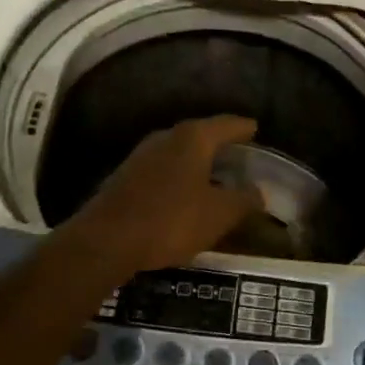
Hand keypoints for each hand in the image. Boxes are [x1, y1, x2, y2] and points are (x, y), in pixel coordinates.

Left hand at [59, 116, 264, 277]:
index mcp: (193, 138)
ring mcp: (142, 155)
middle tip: (240, 156)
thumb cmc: (170, 220)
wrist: (106, 241)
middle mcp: (166, 137)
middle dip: (221, 145)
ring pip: (179, 153)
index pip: (227, 124)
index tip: (256, 130)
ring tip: (217, 176)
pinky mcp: (126, 176)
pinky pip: (163, 170)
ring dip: (198, 163)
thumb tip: (258, 192)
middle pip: (201, 135)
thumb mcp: (219, 214)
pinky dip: (179, 177)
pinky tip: (186, 194)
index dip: (245, 128)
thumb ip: (244, 200)